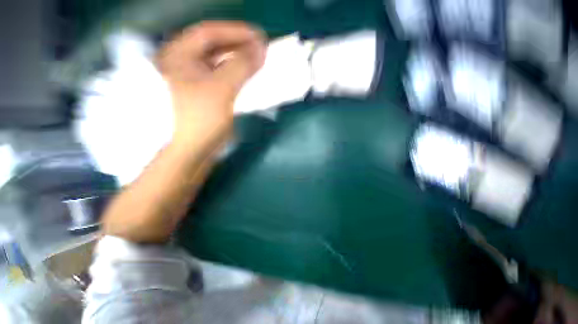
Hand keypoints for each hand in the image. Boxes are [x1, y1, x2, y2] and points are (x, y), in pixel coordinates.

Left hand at [157, 21, 265, 149]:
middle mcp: (184, 63)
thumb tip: (261, 49)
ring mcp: (194, 80)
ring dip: (240, 62)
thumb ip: (241, 65)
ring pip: (220, 63)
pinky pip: (223, 79)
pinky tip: (248, 78)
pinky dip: (237, 77)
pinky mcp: (205, 95)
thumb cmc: (200, 118)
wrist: (191, 151)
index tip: (260, 36)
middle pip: (215, 47)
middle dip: (239, 46)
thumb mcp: (221, 88)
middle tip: (261, 48)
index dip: (236, 32)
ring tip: (258, 61)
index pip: (210, 33)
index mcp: (179, 55)